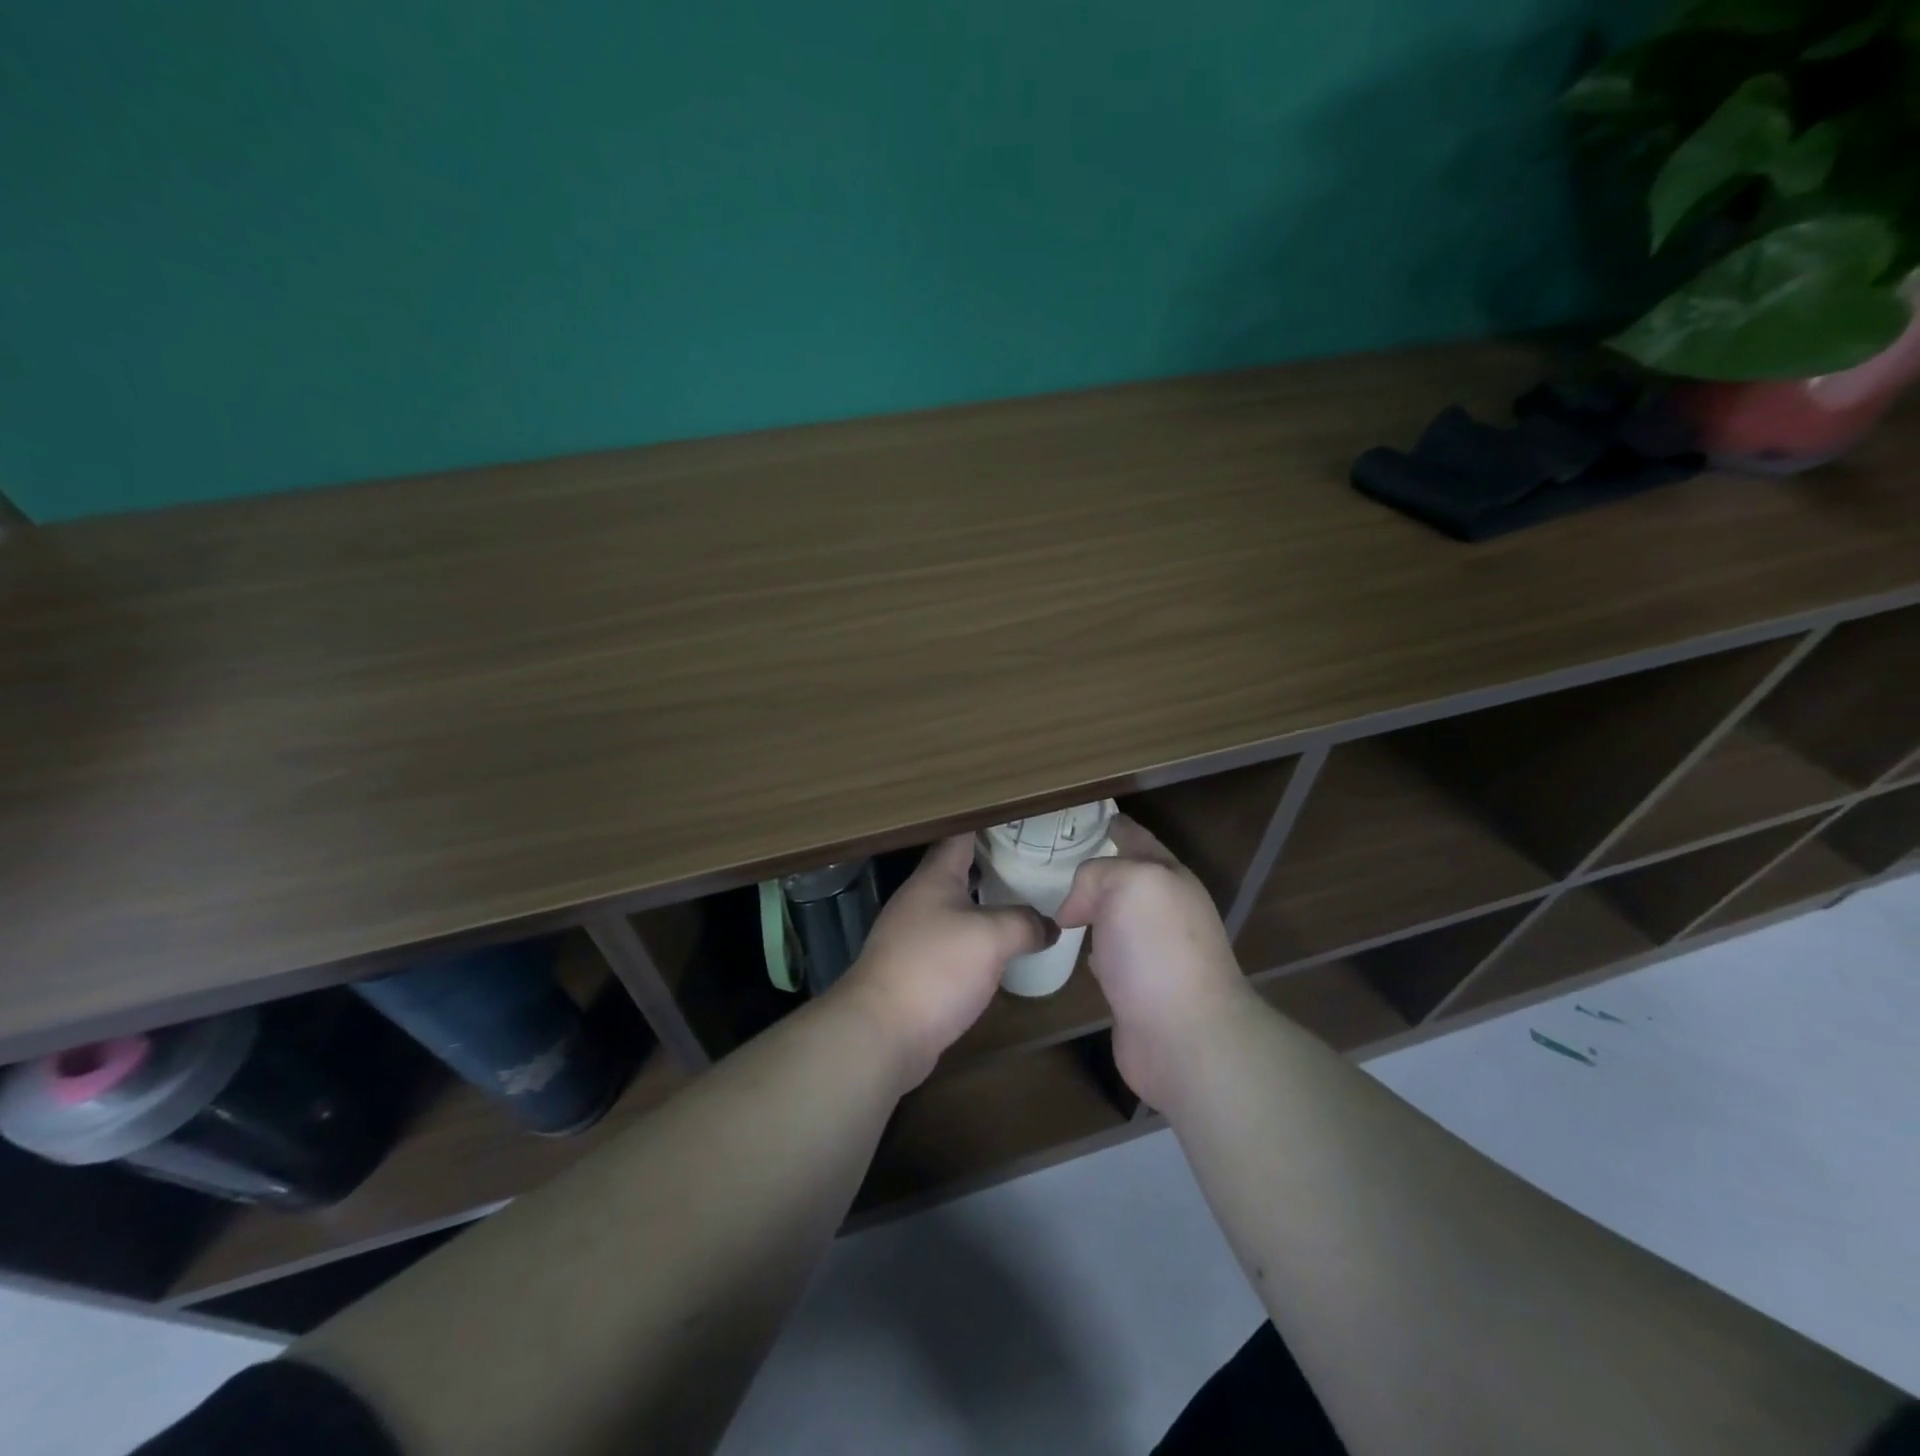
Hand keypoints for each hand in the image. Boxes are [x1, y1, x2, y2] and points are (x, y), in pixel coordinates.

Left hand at [835, 836, 1053, 1089]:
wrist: (882, 1032)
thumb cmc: (935, 968)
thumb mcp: (991, 938)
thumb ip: (1025, 923)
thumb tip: (1050, 926)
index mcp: (934, 878)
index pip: (961, 835)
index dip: (988, 822)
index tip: (1020, 817)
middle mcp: (920, 899)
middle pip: (959, 870)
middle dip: (994, 862)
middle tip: (1035, 859)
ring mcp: (914, 934)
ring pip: (957, 907)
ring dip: (987, 902)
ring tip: (1026, 900)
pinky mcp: (916, 968)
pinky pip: (954, 941)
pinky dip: (978, 938)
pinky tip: (1002, 949)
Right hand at [1053, 816, 1253, 1107]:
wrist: (1184, 1036)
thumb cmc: (1157, 949)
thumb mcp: (1129, 884)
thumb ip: (1097, 874)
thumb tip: (1075, 908)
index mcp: (1169, 878)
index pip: (1138, 840)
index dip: (1116, 826)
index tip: (1091, 818)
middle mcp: (1164, 910)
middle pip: (1127, 878)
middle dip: (1099, 866)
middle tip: (1057, 859)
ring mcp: (1152, 951)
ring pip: (1115, 916)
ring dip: (1093, 907)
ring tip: (1059, 900)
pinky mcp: (1136, 988)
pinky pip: (1108, 953)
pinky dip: (1092, 946)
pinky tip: (1076, 948)